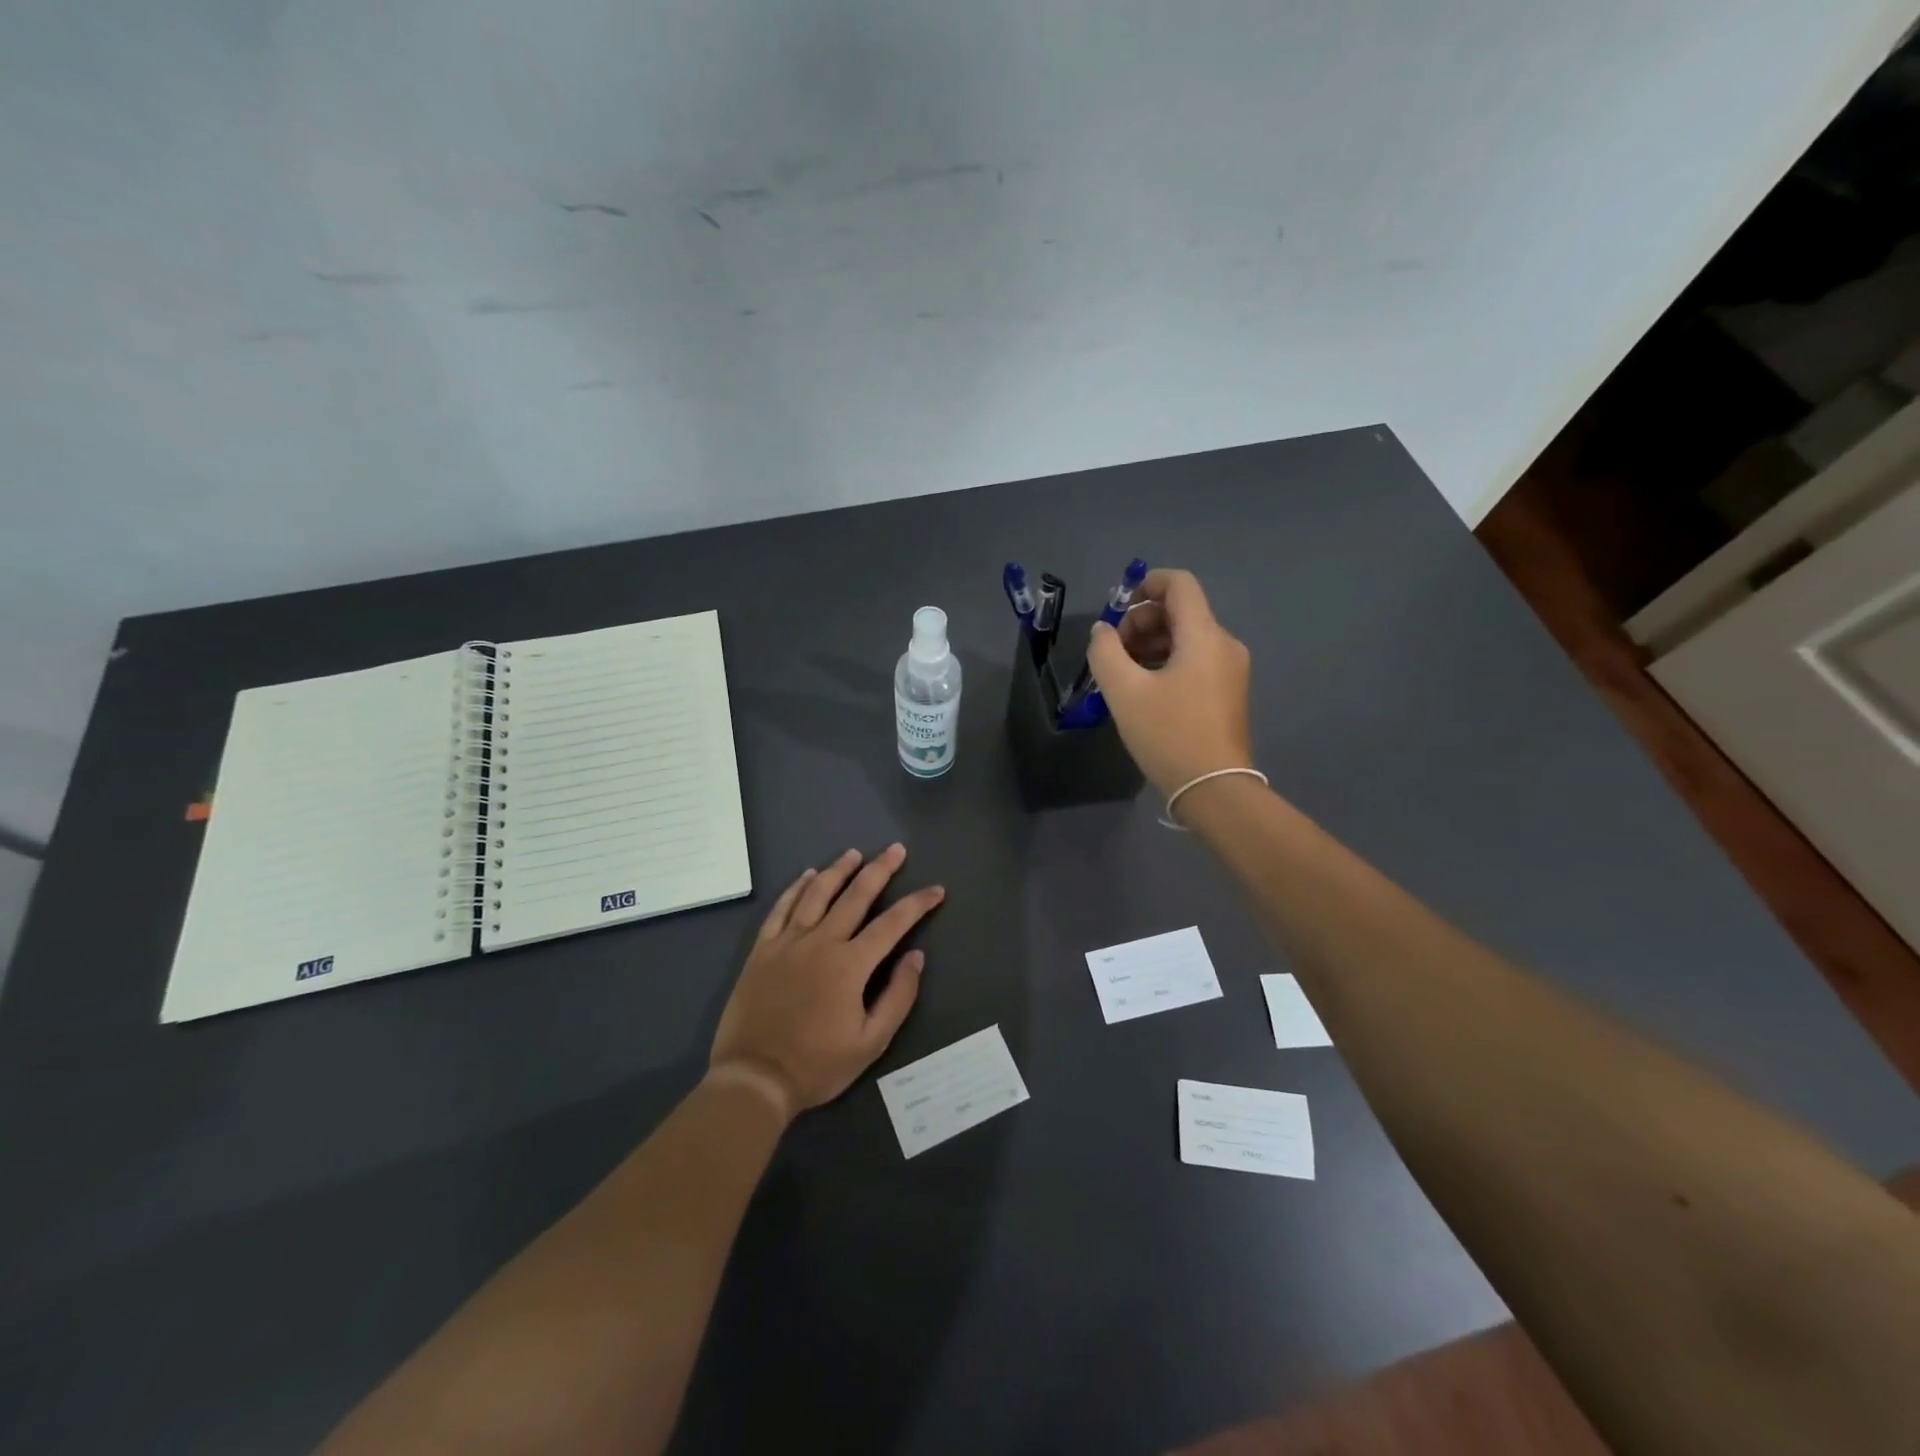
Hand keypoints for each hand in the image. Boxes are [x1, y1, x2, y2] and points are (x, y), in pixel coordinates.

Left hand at [708, 844, 944, 1122]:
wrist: (754, 1078)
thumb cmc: (817, 1065)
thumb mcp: (871, 1042)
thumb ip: (898, 996)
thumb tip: (915, 956)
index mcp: (850, 964)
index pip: (893, 923)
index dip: (917, 903)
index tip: (936, 890)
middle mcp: (821, 942)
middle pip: (855, 895)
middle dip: (880, 869)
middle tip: (896, 849)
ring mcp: (788, 942)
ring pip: (817, 893)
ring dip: (838, 870)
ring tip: (854, 854)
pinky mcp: (762, 950)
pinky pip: (781, 909)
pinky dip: (795, 888)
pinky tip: (806, 876)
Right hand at [1086, 568, 1253, 796]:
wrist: (1214, 789)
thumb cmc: (1168, 735)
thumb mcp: (1124, 692)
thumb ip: (1105, 652)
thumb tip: (1102, 631)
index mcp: (1204, 635)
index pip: (1180, 584)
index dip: (1146, 584)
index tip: (1118, 608)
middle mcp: (1224, 644)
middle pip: (1181, 611)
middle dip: (1141, 622)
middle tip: (1113, 653)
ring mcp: (1230, 670)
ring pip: (1186, 638)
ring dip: (1150, 644)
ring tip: (1122, 675)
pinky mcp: (1227, 693)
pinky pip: (1194, 661)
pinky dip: (1166, 663)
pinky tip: (1143, 691)